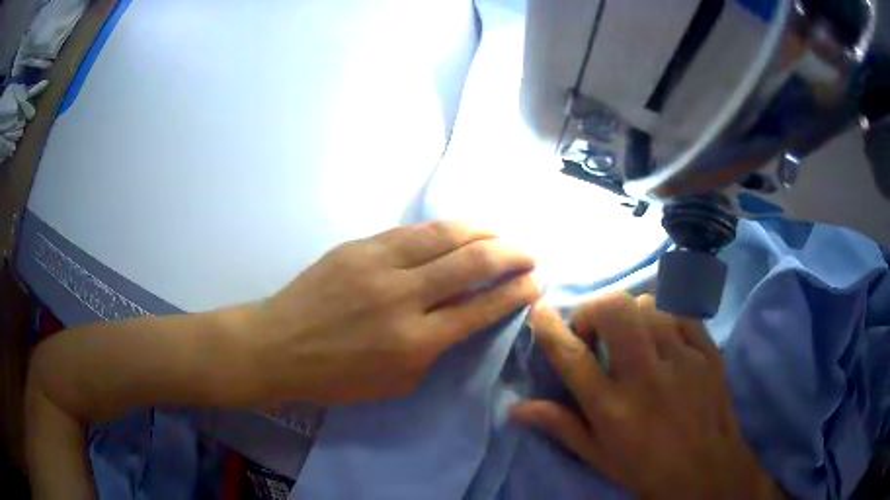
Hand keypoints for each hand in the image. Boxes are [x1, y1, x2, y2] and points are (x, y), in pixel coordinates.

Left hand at [251, 221, 540, 404]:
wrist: (278, 346)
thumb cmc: (336, 377)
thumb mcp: (396, 384)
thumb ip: (436, 351)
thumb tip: (462, 317)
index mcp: (415, 342)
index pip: (481, 307)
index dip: (516, 292)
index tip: (537, 283)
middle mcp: (403, 297)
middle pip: (473, 262)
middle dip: (512, 254)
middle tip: (531, 253)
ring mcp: (379, 264)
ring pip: (446, 235)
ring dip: (484, 231)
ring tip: (504, 234)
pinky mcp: (360, 246)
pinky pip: (414, 230)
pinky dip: (446, 228)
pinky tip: (461, 229)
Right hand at [513, 292, 782, 499]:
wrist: (706, 469)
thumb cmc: (645, 467)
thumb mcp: (597, 455)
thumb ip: (560, 425)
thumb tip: (516, 408)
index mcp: (612, 409)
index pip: (572, 356)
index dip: (550, 326)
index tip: (541, 311)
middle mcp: (645, 377)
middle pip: (614, 311)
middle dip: (594, 309)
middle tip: (595, 329)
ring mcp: (682, 359)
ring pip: (648, 304)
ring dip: (630, 314)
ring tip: (632, 334)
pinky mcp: (708, 350)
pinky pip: (680, 311)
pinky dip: (664, 316)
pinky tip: (664, 336)